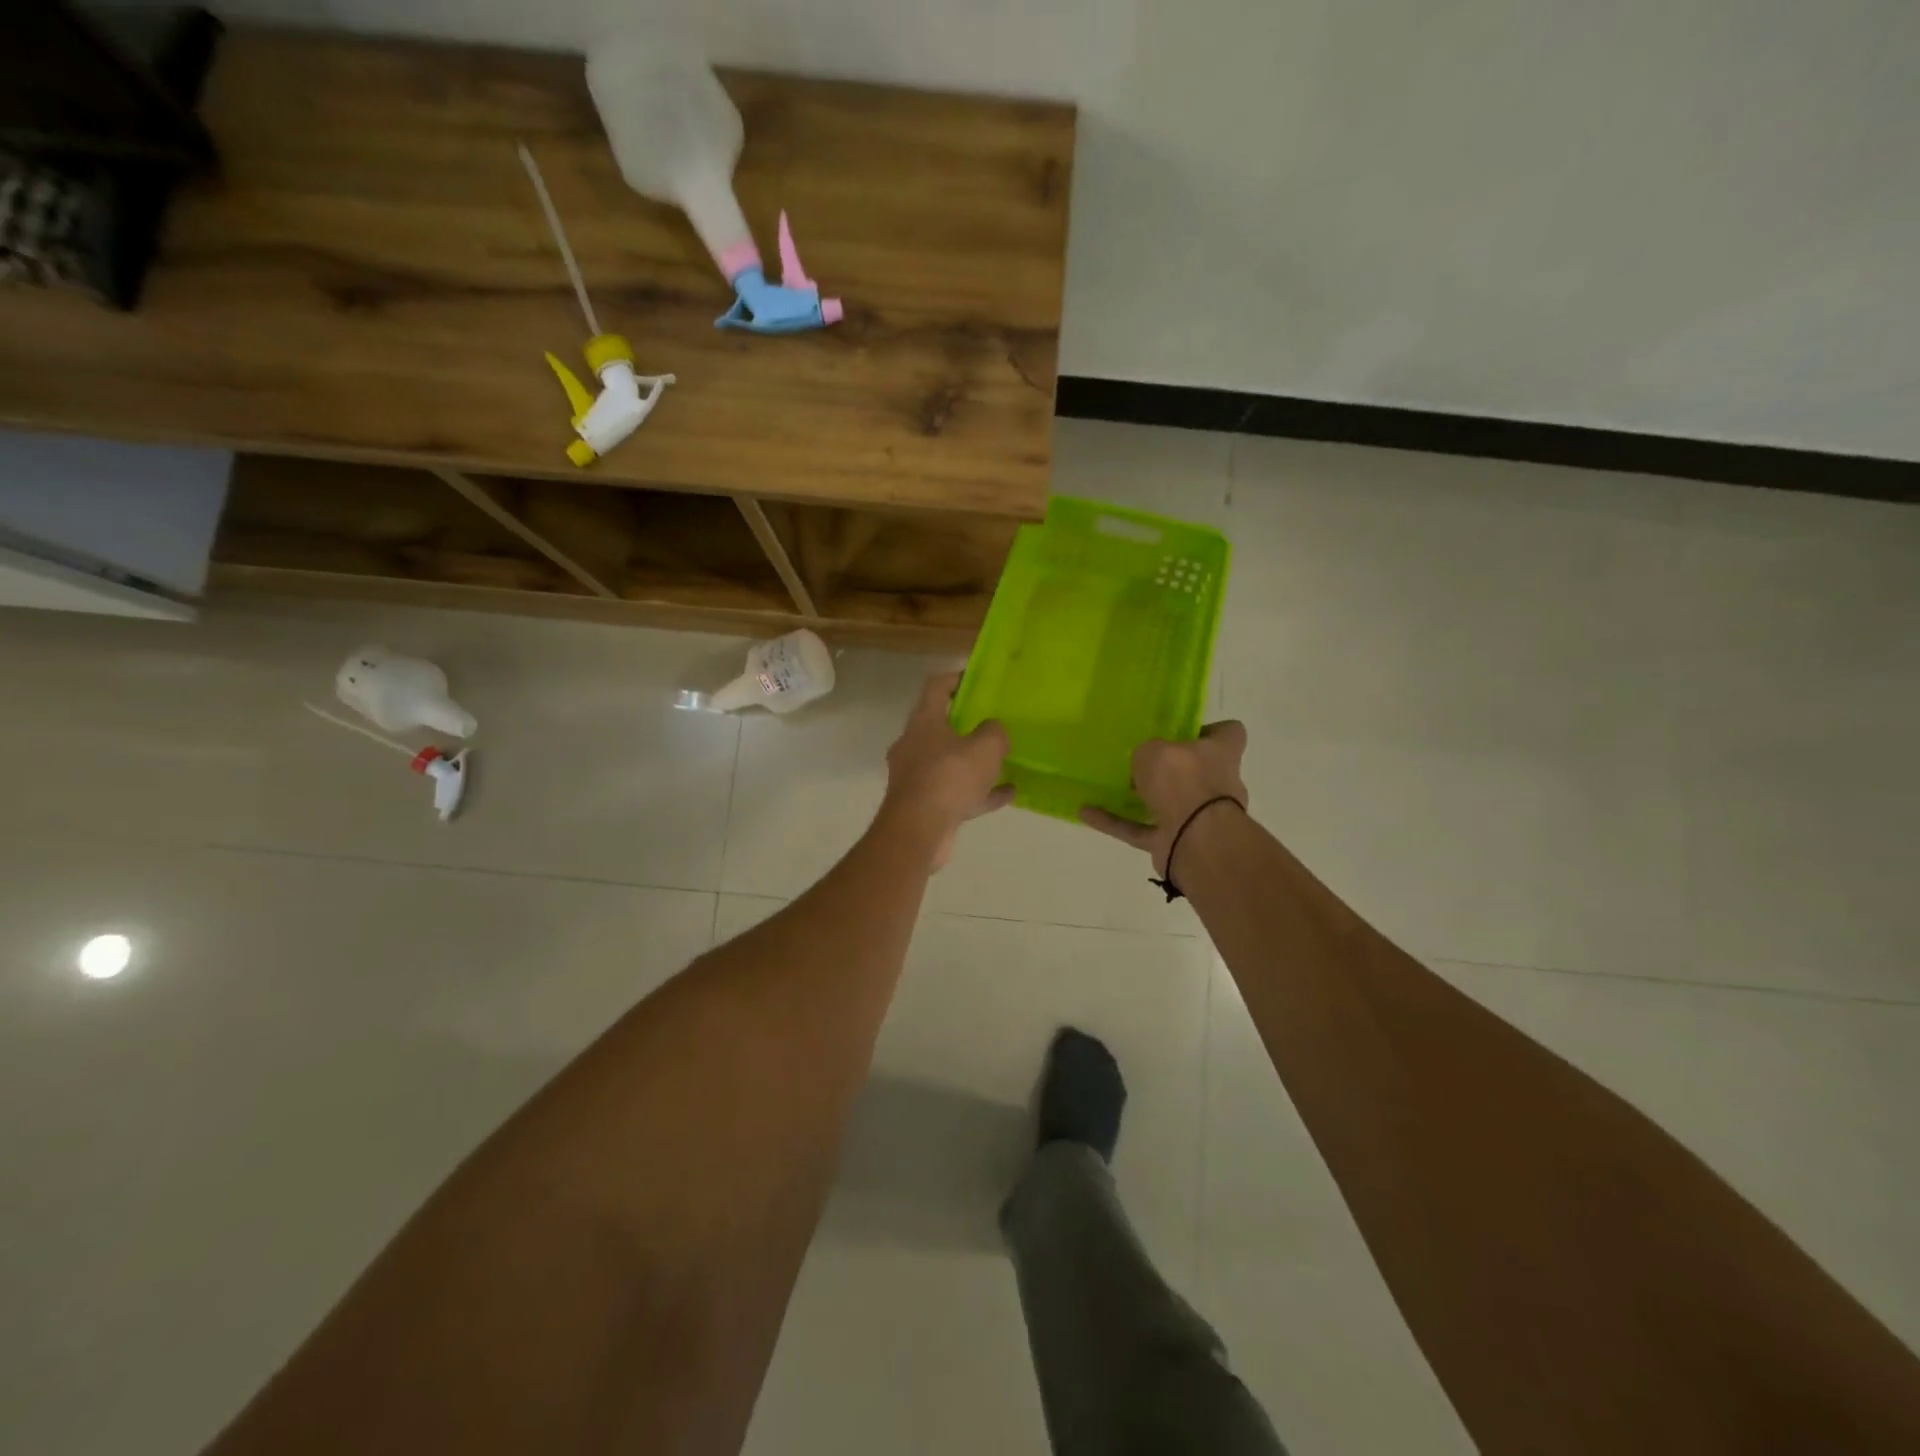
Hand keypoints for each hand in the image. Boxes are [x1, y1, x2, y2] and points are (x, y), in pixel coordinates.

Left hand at [880, 672, 1013, 868]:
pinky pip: (955, 792)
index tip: (976, 680)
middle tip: (993, 724)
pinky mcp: (922, 805)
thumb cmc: (949, 777)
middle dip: (967, 725)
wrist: (919, 830)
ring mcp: (915, 776)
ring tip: (1003, 761)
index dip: (956, 679)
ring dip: (974, 762)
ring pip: (949, 762)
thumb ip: (994, 732)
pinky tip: (1006, 794)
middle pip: (940, 726)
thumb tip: (993, 730)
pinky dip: (978, 792)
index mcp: (923, 722)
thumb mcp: (985, 748)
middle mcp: (913, 745)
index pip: (936, 687)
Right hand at [1081, 721, 1248, 878]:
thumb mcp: (1154, 750)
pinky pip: (1140, 829)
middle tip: (1137, 759)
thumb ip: (1147, 752)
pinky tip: (1086, 813)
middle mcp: (1215, 784)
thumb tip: (1143, 762)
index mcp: (1221, 753)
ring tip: (1105, 786)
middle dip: (1169, 769)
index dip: (1210, 730)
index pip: (1228, 733)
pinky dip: (1115, 822)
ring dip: (1137, 798)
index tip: (1183, 730)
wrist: (1195, 839)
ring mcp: (1196, 817)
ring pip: (1165, 803)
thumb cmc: (1183, 780)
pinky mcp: (1174, 842)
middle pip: (1194, 770)